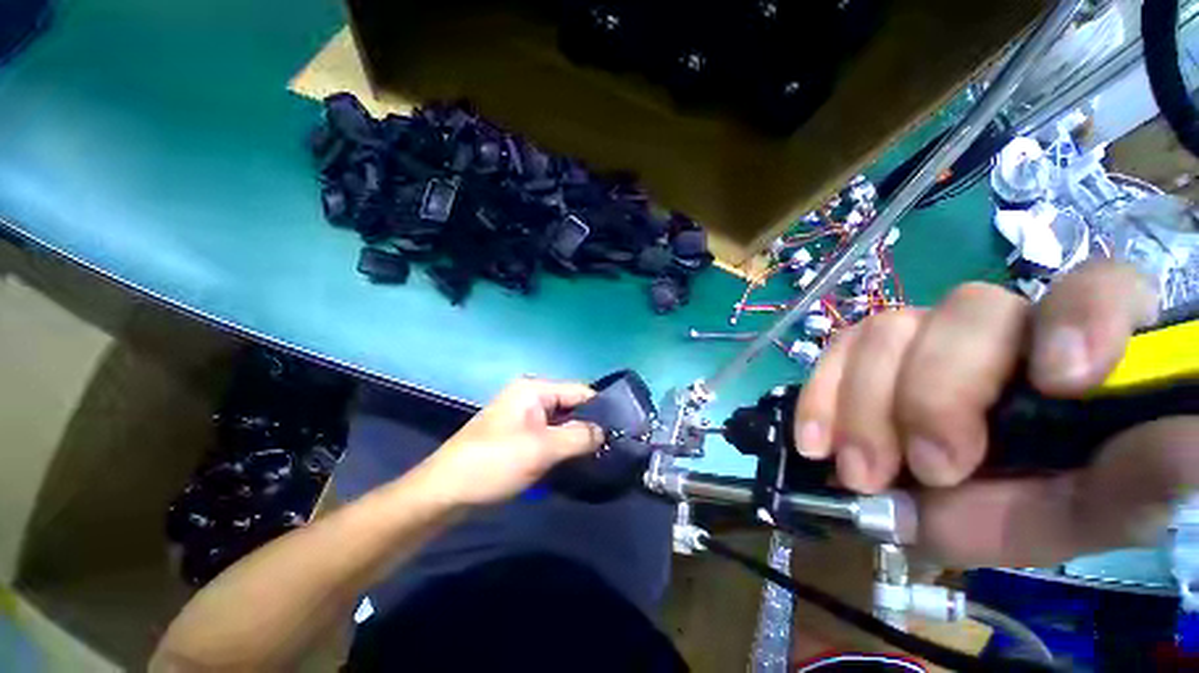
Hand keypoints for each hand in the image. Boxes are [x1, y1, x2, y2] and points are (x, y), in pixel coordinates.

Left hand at [419, 378, 603, 506]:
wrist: (444, 493)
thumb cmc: (493, 463)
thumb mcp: (541, 449)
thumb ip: (579, 436)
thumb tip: (605, 433)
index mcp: (534, 389)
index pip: (580, 390)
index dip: (601, 409)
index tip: (621, 430)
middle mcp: (530, 396)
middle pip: (571, 405)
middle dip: (589, 425)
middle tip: (611, 447)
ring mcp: (523, 416)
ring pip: (561, 422)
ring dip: (576, 437)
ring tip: (598, 456)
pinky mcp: (518, 434)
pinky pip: (549, 434)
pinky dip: (562, 445)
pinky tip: (574, 460)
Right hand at [792, 261, 1198, 566]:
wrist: (954, 505)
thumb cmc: (1035, 503)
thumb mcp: (1093, 510)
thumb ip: (1136, 483)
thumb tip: (1186, 442)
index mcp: (1080, 348)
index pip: (1095, 287)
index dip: (1080, 317)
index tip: (1059, 382)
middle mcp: (999, 326)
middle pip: (965, 312)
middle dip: (937, 394)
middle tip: (929, 468)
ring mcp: (922, 333)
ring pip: (884, 331)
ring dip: (866, 407)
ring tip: (861, 472)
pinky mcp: (865, 352)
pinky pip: (835, 352)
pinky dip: (820, 397)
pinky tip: (816, 441)